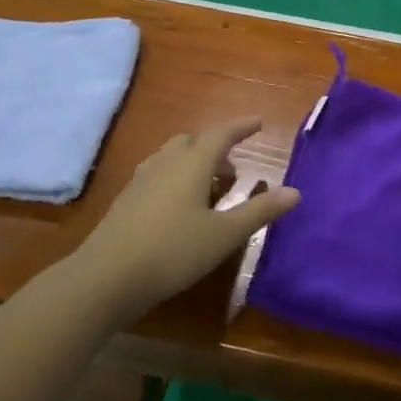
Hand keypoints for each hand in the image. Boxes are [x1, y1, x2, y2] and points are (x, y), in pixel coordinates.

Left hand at [76, 117, 297, 323]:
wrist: (105, 278)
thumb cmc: (172, 252)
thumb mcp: (224, 235)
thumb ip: (259, 211)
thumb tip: (295, 192)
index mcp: (192, 163)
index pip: (221, 133)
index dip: (241, 126)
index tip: (258, 122)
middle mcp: (165, 163)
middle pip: (193, 141)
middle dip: (216, 146)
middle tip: (233, 165)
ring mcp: (141, 180)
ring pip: (172, 156)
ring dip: (194, 161)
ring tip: (209, 185)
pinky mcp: (126, 200)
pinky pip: (158, 173)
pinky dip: (176, 176)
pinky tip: (179, 204)